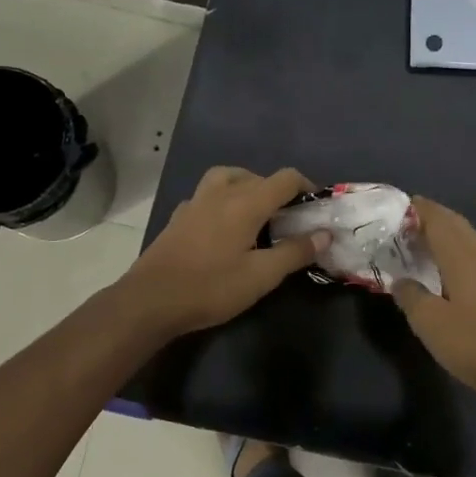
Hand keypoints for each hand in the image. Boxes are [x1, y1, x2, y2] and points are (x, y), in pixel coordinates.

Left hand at [118, 166, 326, 337]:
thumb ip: (295, 252)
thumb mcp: (262, 276)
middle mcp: (221, 193)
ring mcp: (195, 202)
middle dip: (279, 192)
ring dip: (247, 187)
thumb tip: (324, 234)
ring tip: (256, 213)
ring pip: (228, 178)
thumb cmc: (211, 287)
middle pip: (257, 176)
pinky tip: (224, 226)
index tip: (316, 208)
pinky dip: (223, 201)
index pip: (285, 178)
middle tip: (290, 220)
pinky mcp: (179, 217)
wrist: (151, 300)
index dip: (306, 187)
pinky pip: (207, 196)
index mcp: (246, 202)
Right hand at [394, 197, 475, 411]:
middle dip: (434, 215)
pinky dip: (456, 246)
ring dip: (447, 230)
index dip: (421, 210)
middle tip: (407, 218)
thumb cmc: (470, 342)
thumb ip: (410, 295)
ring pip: (468, 237)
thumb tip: (400, 280)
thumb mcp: (428, 321)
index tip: (400, 203)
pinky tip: (446, 262)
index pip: (440, 222)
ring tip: (423, 235)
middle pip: (456, 224)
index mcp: (462, 258)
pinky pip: (473, 252)